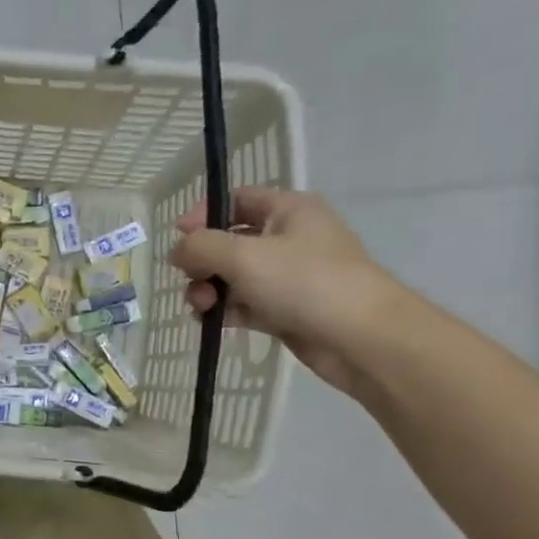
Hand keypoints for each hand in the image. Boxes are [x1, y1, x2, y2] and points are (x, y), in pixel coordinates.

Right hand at [167, 187, 409, 395]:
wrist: (361, 338)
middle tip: (189, 281)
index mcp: (288, 210)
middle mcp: (289, 237)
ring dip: (209, 290)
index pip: (236, 199)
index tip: (178, 239)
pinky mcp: (286, 308)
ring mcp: (289, 275)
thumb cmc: (305, 283)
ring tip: (202, 308)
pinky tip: (213, 322)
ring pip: (233, 276)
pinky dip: (227, 310)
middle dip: (202, 262)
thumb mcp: (243, 256)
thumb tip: (177, 250)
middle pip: (229, 240)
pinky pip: (245, 303)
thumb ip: (201, 246)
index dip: (203, 214)